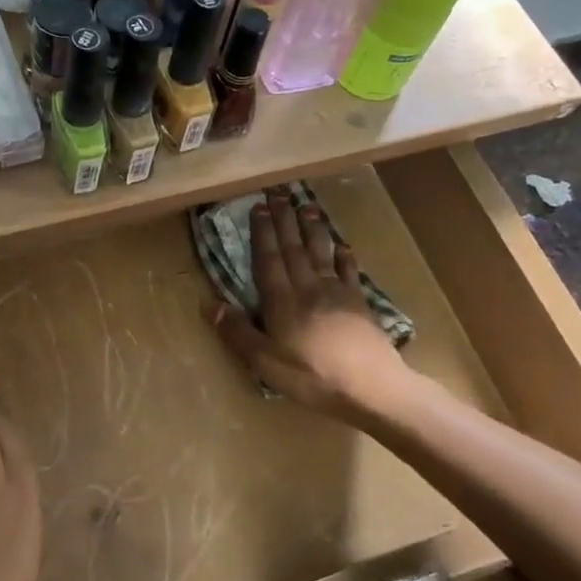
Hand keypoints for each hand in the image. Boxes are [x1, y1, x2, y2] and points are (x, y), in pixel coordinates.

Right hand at [210, 189, 405, 420]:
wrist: (371, 387)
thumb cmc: (312, 377)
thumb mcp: (266, 363)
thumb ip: (238, 332)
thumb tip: (208, 303)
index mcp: (282, 302)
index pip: (269, 260)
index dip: (263, 233)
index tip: (259, 207)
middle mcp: (308, 288)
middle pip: (294, 248)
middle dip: (284, 220)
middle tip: (278, 193)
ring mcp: (337, 293)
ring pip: (321, 253)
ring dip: (312, 228)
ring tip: (307, 205)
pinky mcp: (359, 303)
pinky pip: (349, 271)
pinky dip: (344, 256)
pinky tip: (342, 245)